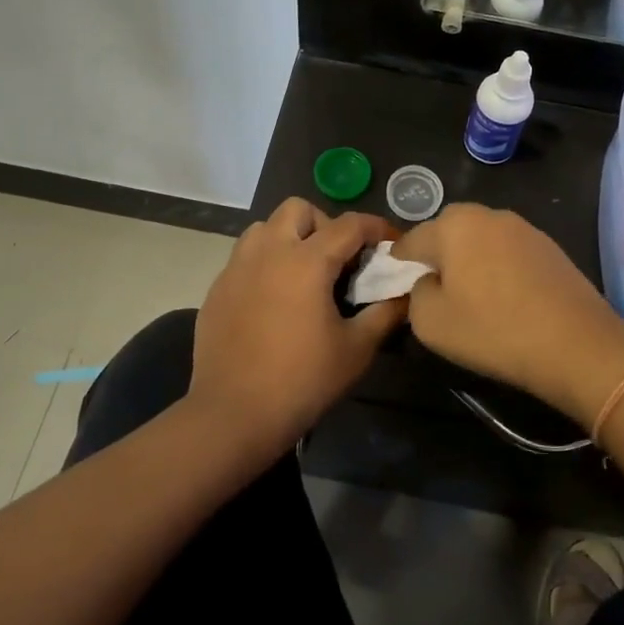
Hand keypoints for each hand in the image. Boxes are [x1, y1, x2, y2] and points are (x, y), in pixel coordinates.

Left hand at [190, 199, 405, 465]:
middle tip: (339, 259)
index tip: (392, 243)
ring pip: (264, 227)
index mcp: (306, 261)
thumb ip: (385, 313)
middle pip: (298, 209)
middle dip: (325, 224)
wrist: (233, 415)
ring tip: (303, 272)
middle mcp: (269, 252)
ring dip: (289, 237)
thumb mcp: (356, 349)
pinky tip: (274, 300)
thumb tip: (406, 293)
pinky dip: (264, 263)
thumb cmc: (302, 381)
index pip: (350, 224)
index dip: (377, 228)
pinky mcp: (217, 289)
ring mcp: (236, 268)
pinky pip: (244, 257)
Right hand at [392, 205, 623, 428]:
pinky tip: (506, 298)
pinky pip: (508, 251)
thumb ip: (415, 295)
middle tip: (438, 292)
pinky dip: (499, 267)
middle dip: (437, 256)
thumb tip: (427, 283)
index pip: (411, 240)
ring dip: (471, 259)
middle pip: (447, 231)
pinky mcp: (548, 245)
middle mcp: (487, 214)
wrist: (576, 343)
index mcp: (453, 225)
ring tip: (474, 296)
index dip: (399, 264)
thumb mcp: (431, 323)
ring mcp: (522, 227)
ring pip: (480, 239)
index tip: (398, 288)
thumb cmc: (494, 330)